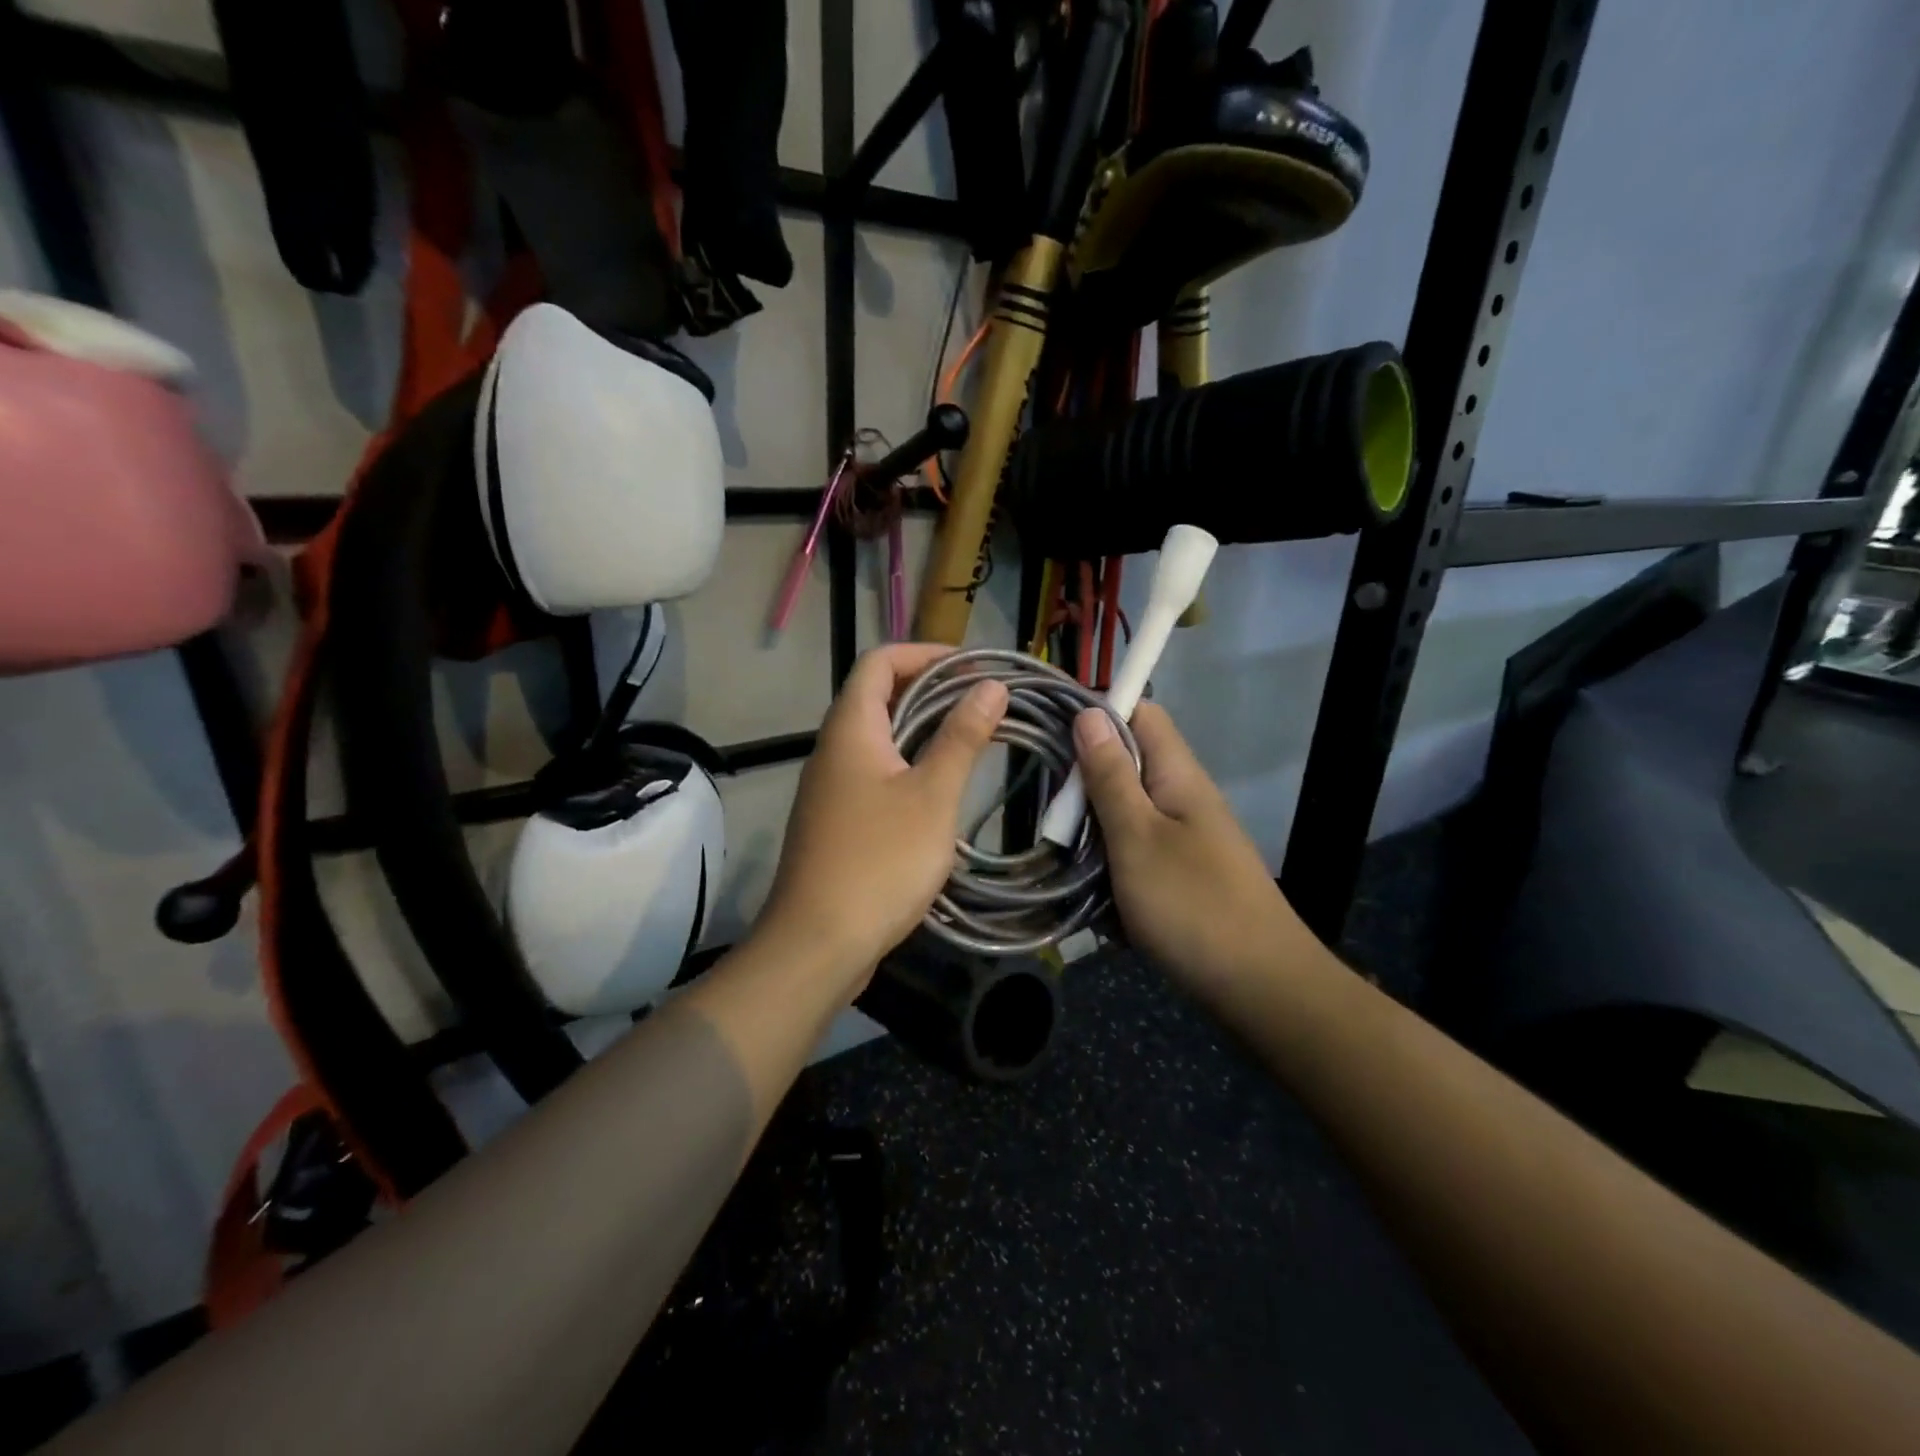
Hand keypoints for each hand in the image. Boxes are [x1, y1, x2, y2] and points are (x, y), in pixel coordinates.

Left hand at [757, 644, 1007, 994]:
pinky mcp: (836, 821)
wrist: (818, 943)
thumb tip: (991, 686)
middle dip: (931, 690)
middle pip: (878, 696)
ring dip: (922, 729)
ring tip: (972, 738)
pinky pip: (874, 773)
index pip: (879, 661)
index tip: (973, 667)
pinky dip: (908, 765)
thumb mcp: (933, 796)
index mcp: (850, 729)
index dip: (925, 654)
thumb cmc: (880, 862)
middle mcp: (833, 749)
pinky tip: (941, 789)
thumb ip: (962, 737)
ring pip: (878, 738)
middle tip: (983, 702)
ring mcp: (830, 787)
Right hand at [1075, 703, 1301, 990]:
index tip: (1052, 734)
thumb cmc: (1193, 905)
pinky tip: (1092, 892)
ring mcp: (1186, 838)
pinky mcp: (1182, 874)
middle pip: (1128, 764)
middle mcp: (1184, 797)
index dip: (1098, 713)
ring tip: (1060, 851)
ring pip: (1127, 812)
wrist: (1261, 988)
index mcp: (1178, 775)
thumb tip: (1089, 713)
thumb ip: (1111, 777)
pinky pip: (1137, 852)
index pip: (1141, 713)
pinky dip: (1112, 865)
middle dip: (1086, 781)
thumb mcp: (1137, 838)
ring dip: (1094, 828)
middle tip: (1049, 808)